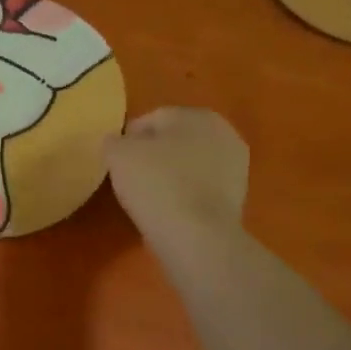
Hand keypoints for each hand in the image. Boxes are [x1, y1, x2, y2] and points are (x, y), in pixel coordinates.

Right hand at [103, 107, 249, 250]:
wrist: (196, 235)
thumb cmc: (156, 184)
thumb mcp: (117, 154)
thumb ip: (113, 141)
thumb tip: (117, 142)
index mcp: (196, 115)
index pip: (151, 119)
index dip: (127, 139)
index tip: (113, 161)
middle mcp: (223, 132)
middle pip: (174, 139)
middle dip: (152, 153)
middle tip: (128, 176)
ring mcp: (235, 165)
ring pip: (188, 163)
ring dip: (169, 173)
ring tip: (146, 195)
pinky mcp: (237, 195)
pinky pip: (199, 185)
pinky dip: (183, 192)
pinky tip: (167, 207)